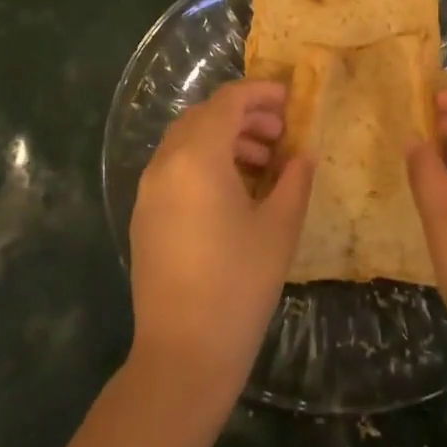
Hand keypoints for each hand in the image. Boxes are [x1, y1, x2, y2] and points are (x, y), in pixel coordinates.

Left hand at [128, 80, 313, 409]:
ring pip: (185, 142)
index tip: (289, 99)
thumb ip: (294, 181)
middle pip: (203, 117)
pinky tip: (233, 191)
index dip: (259, 93)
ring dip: (223, 139)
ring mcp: (148, 191)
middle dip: (242, 115)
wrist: (183, 353)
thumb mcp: (279, 228)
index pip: (227, 102)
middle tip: (279, 133)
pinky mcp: (144, 216)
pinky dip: (203, 162)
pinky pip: (174, 169)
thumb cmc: (239, 285)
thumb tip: (302, 155)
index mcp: (197, 157)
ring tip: (262, 162)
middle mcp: (165, 164)